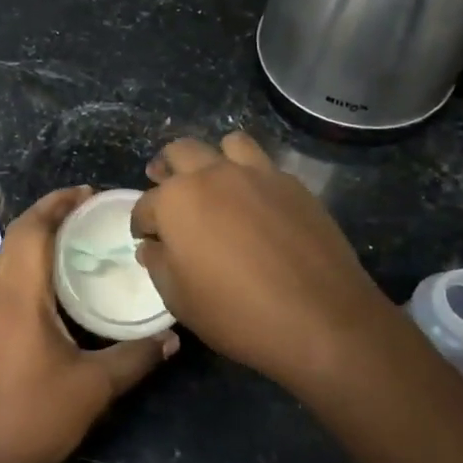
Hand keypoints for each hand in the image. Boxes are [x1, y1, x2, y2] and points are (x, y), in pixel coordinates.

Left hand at [0, 187, 177, 462]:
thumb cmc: (35, 415)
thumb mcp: (95, 386)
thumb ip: (135, 356)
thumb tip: (173, 336)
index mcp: (19, 295)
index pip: (31, 230)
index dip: (57, 204)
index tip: (88, 193)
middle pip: (16, 236)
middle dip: (49, 213)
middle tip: (89, 209)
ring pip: (10, 256)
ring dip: (39, 237)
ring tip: (80, 235)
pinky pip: (11, 277)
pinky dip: (34, 261)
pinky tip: (63, 279)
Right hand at [131, 133, 409, 392]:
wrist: (320, 318)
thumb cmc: (236, 313)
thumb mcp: (179, 299)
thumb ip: (159, 264)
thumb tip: (153, 245)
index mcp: (177, 200)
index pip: (145, 204)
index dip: (142, 223)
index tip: (147, 238)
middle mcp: (213, 174)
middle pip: (180, 153)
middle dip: (167, 170)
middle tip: (168, 192)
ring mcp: (257, 174)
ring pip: (227, 144)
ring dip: (214, 159)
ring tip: (215, 182)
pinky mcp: (293, 184)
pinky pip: (263, 164)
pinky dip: (251, 175)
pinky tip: (255, 202)